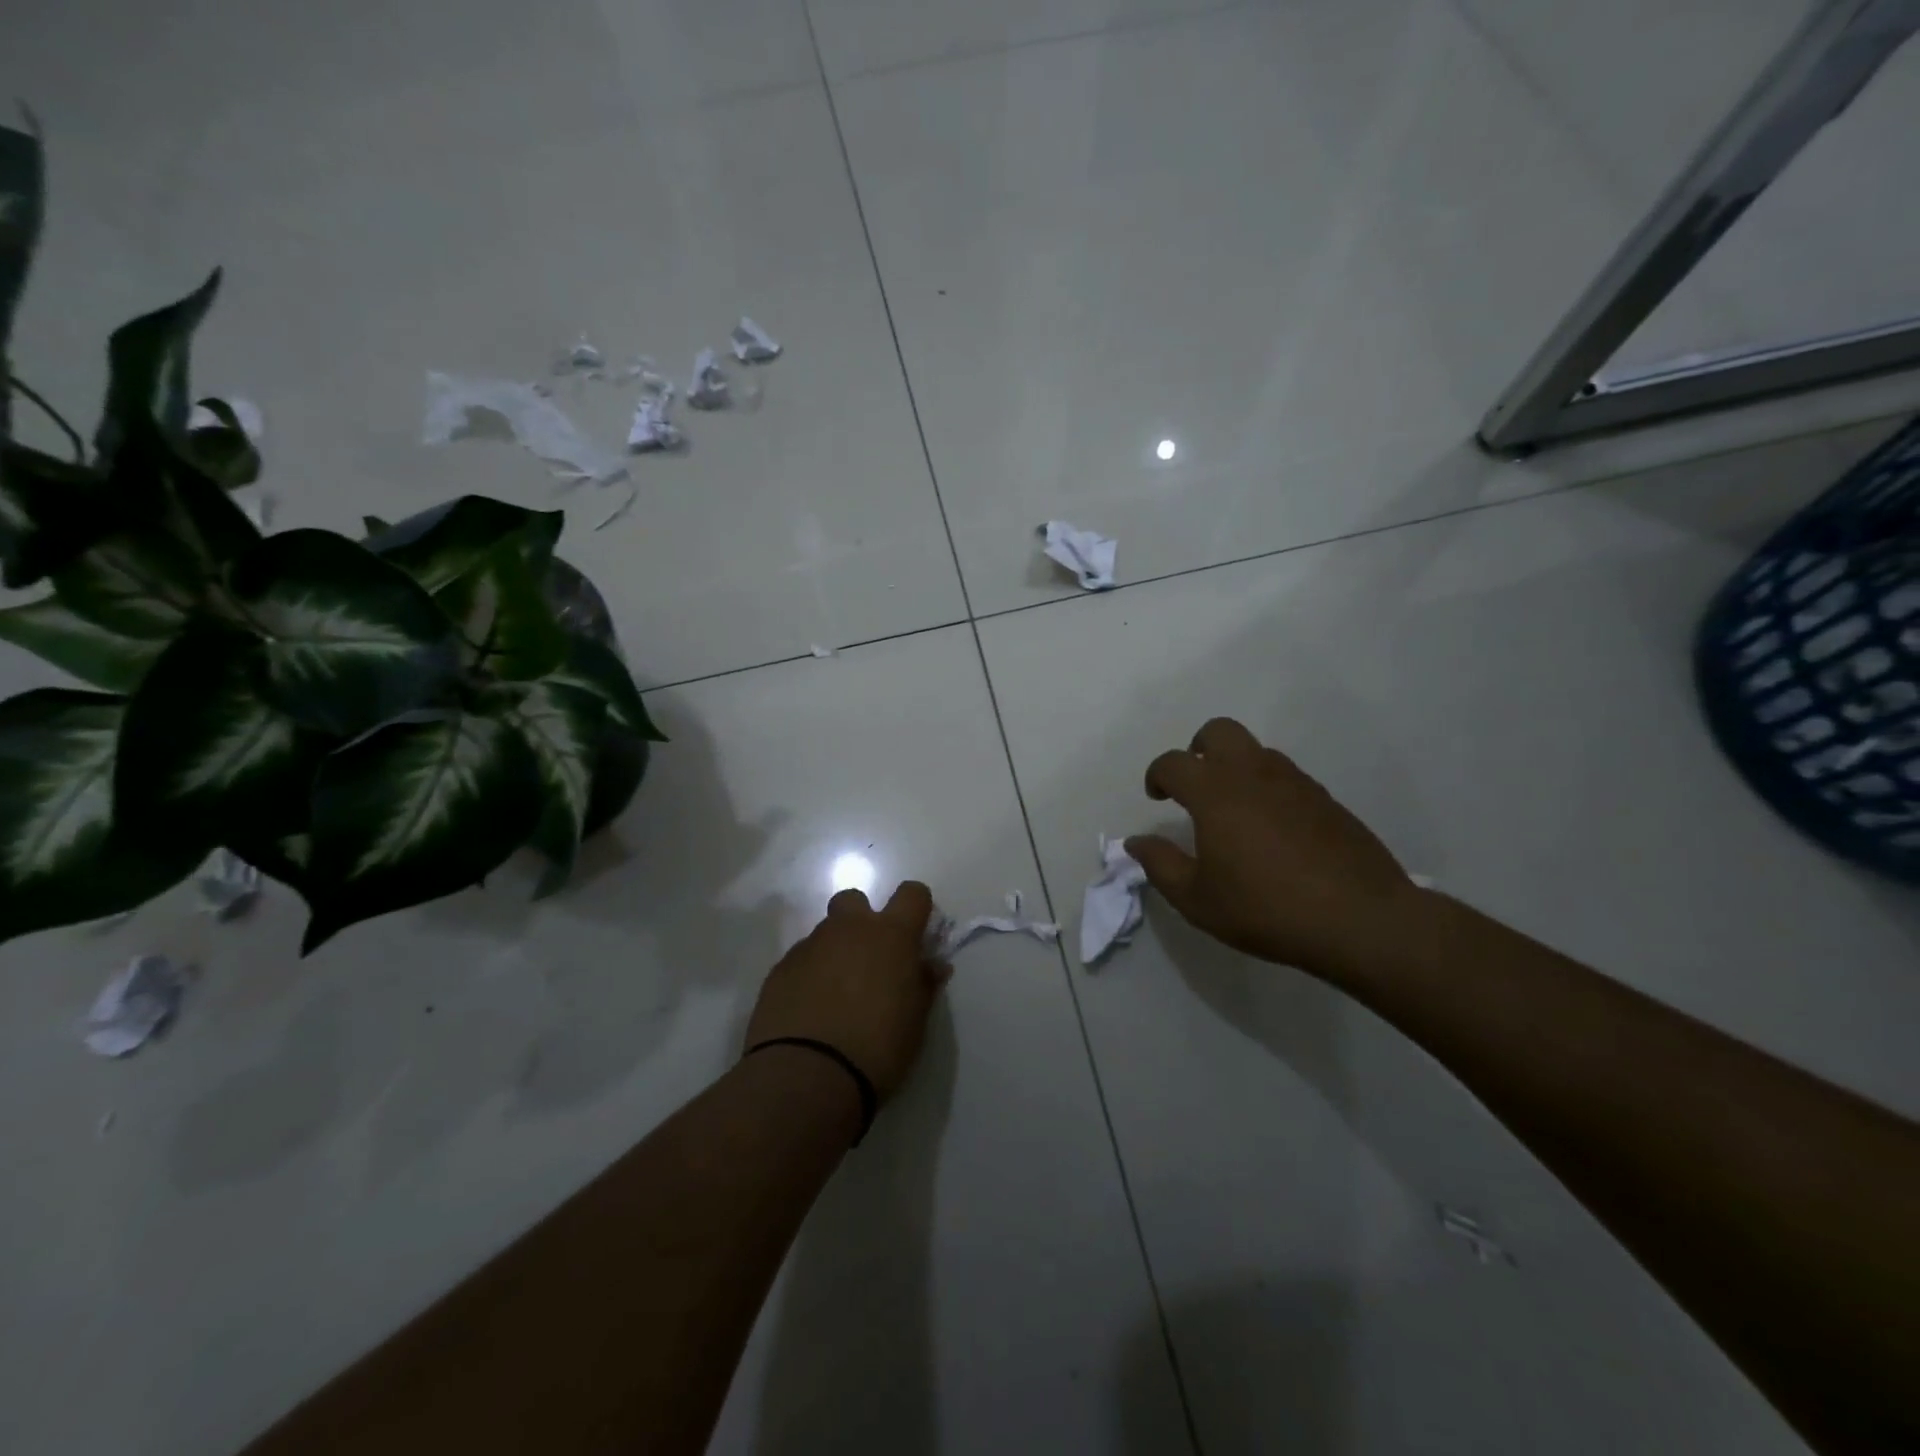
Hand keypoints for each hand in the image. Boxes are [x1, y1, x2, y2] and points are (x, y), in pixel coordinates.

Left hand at [745, 881, 946, 1100]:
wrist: (807, 1076)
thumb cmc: (877, 1048)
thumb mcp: (915, 1021)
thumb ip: (923, 984)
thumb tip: (932, 965)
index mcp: (891, 936)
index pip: (912, 894)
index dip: (916, 908)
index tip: (916, 935)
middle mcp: (849, 930)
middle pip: (855, 900)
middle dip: (862, 921)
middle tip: (869, 960)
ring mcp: (810, 946)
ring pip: (825, 933)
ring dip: (835, 952)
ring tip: (836, 996)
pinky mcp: (779, 970)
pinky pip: (801, 960)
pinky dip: (809, 976)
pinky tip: (810, 1010)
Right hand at [1127, 718, 1423, 977]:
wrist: (1360, 919)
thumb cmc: (1266, 908)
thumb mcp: (1197, 899)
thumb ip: (1160, 865)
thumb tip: (1136, 842)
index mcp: (1215, 793)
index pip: (1173, 763)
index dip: (1156, 775)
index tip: (1156, 798)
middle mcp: (1253, 774)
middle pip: (1218, 731)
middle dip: (1197, 748)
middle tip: (1193, 784)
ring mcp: (1295, 782)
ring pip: (1256, 751)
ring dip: (1234, 766)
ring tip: (1232, 810)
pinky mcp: (1325, 799)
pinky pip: (1285, 775)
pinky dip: (1267, 787)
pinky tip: (1271, 829)